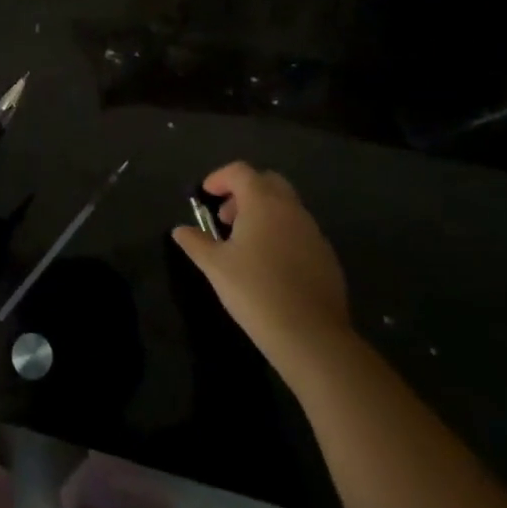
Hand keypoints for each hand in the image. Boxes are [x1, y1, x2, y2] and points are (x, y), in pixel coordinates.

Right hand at [172, 161, 351, 356]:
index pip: (240, 171)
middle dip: (244, 192)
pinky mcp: (327, 256)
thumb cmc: (256, 291)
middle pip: (267, 182)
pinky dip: (281, 234)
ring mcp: (313, 232)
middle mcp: (291, 209)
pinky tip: (271, 266)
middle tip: (227, 218)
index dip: (219, 178)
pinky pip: (300, 231)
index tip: (206, 196)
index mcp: (263, 203)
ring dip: (263, 213)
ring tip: (245, 245)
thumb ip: (196, 242)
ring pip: (286, 207)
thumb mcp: (216, 267)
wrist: (311, 336)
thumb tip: (180, 230)